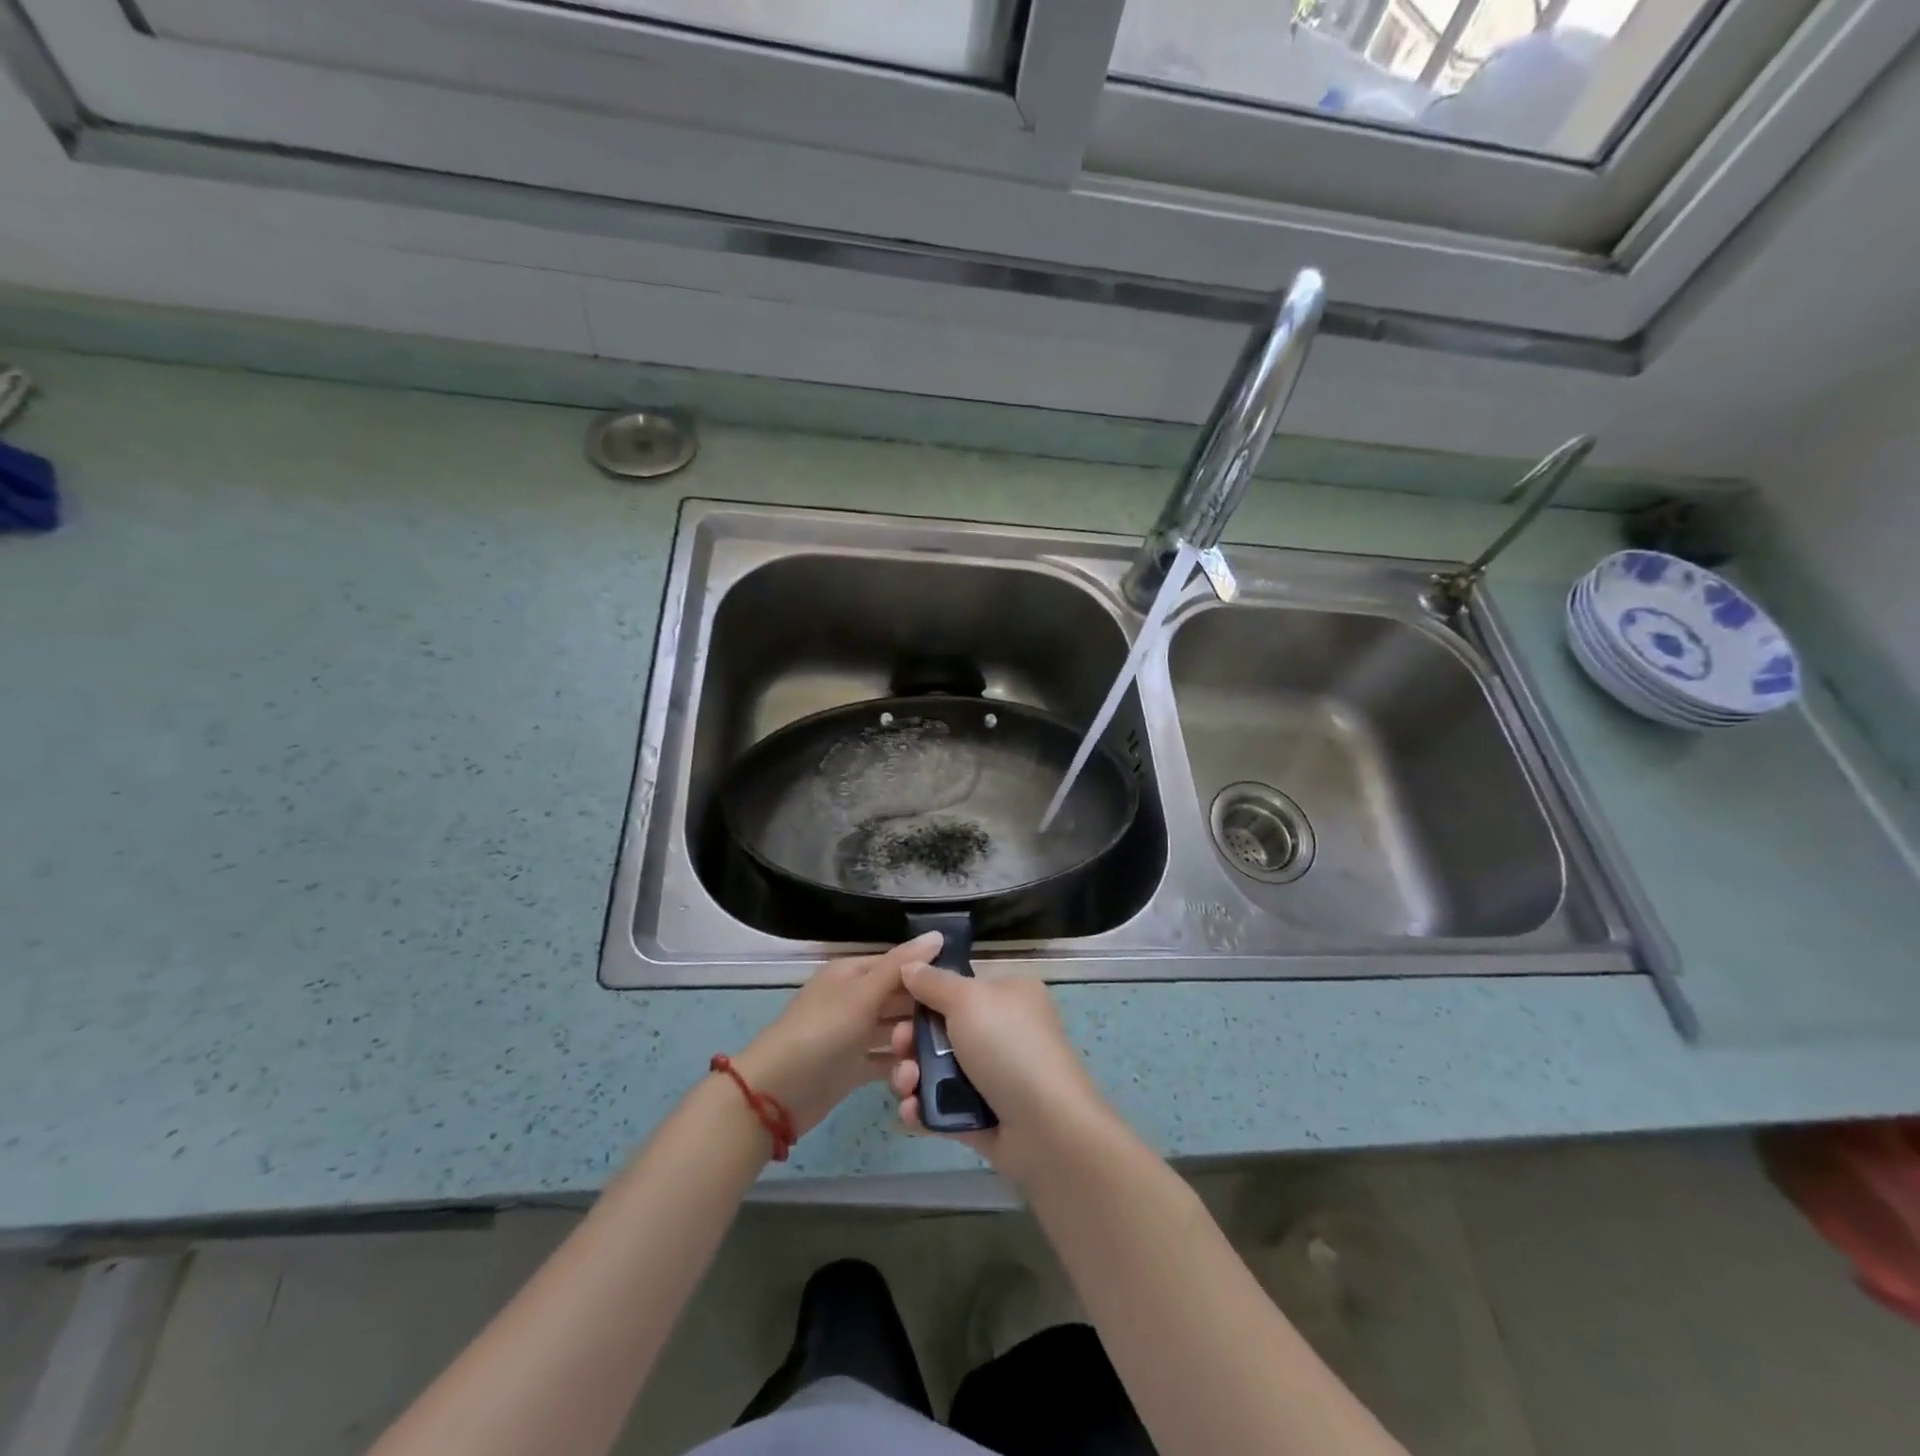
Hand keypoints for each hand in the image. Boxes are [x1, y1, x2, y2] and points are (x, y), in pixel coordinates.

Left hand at [732, 932, 939, 1138]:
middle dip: (924, 1009)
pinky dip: (902, 1066)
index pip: (898, 964)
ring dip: (915, 1040)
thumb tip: (937, 934)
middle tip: (958, 1026)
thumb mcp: (862, 994)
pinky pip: (885, 1060)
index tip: (961, 986)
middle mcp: (854, 999)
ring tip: (944, 1055)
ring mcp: (853, 1034)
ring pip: (894, 1030)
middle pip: (899, 997)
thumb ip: (900, 966)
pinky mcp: (854, 1067)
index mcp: (852, 973)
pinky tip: (924, 1075)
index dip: (927, 972)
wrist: (776, 1093)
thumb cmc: (821, 1032)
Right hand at [887, 965, 1114, 1182]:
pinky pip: (942, 1107)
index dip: (925, 995)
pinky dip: (922, 1109)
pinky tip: (911, 1112)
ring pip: (936, 1070)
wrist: (1045, 1127)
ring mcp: (992, 1077)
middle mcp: (1002, 1032)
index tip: (897, 1004)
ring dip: (911, 1076)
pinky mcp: (982, 1116)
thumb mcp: (969, 1000)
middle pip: (941, 1030)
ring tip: (906, 1085)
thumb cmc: (1008, 1046)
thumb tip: (909, 965)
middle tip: (899, 1047)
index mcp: (1008, 996)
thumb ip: (934, 982)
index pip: (959, 988)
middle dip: (911, 1040)